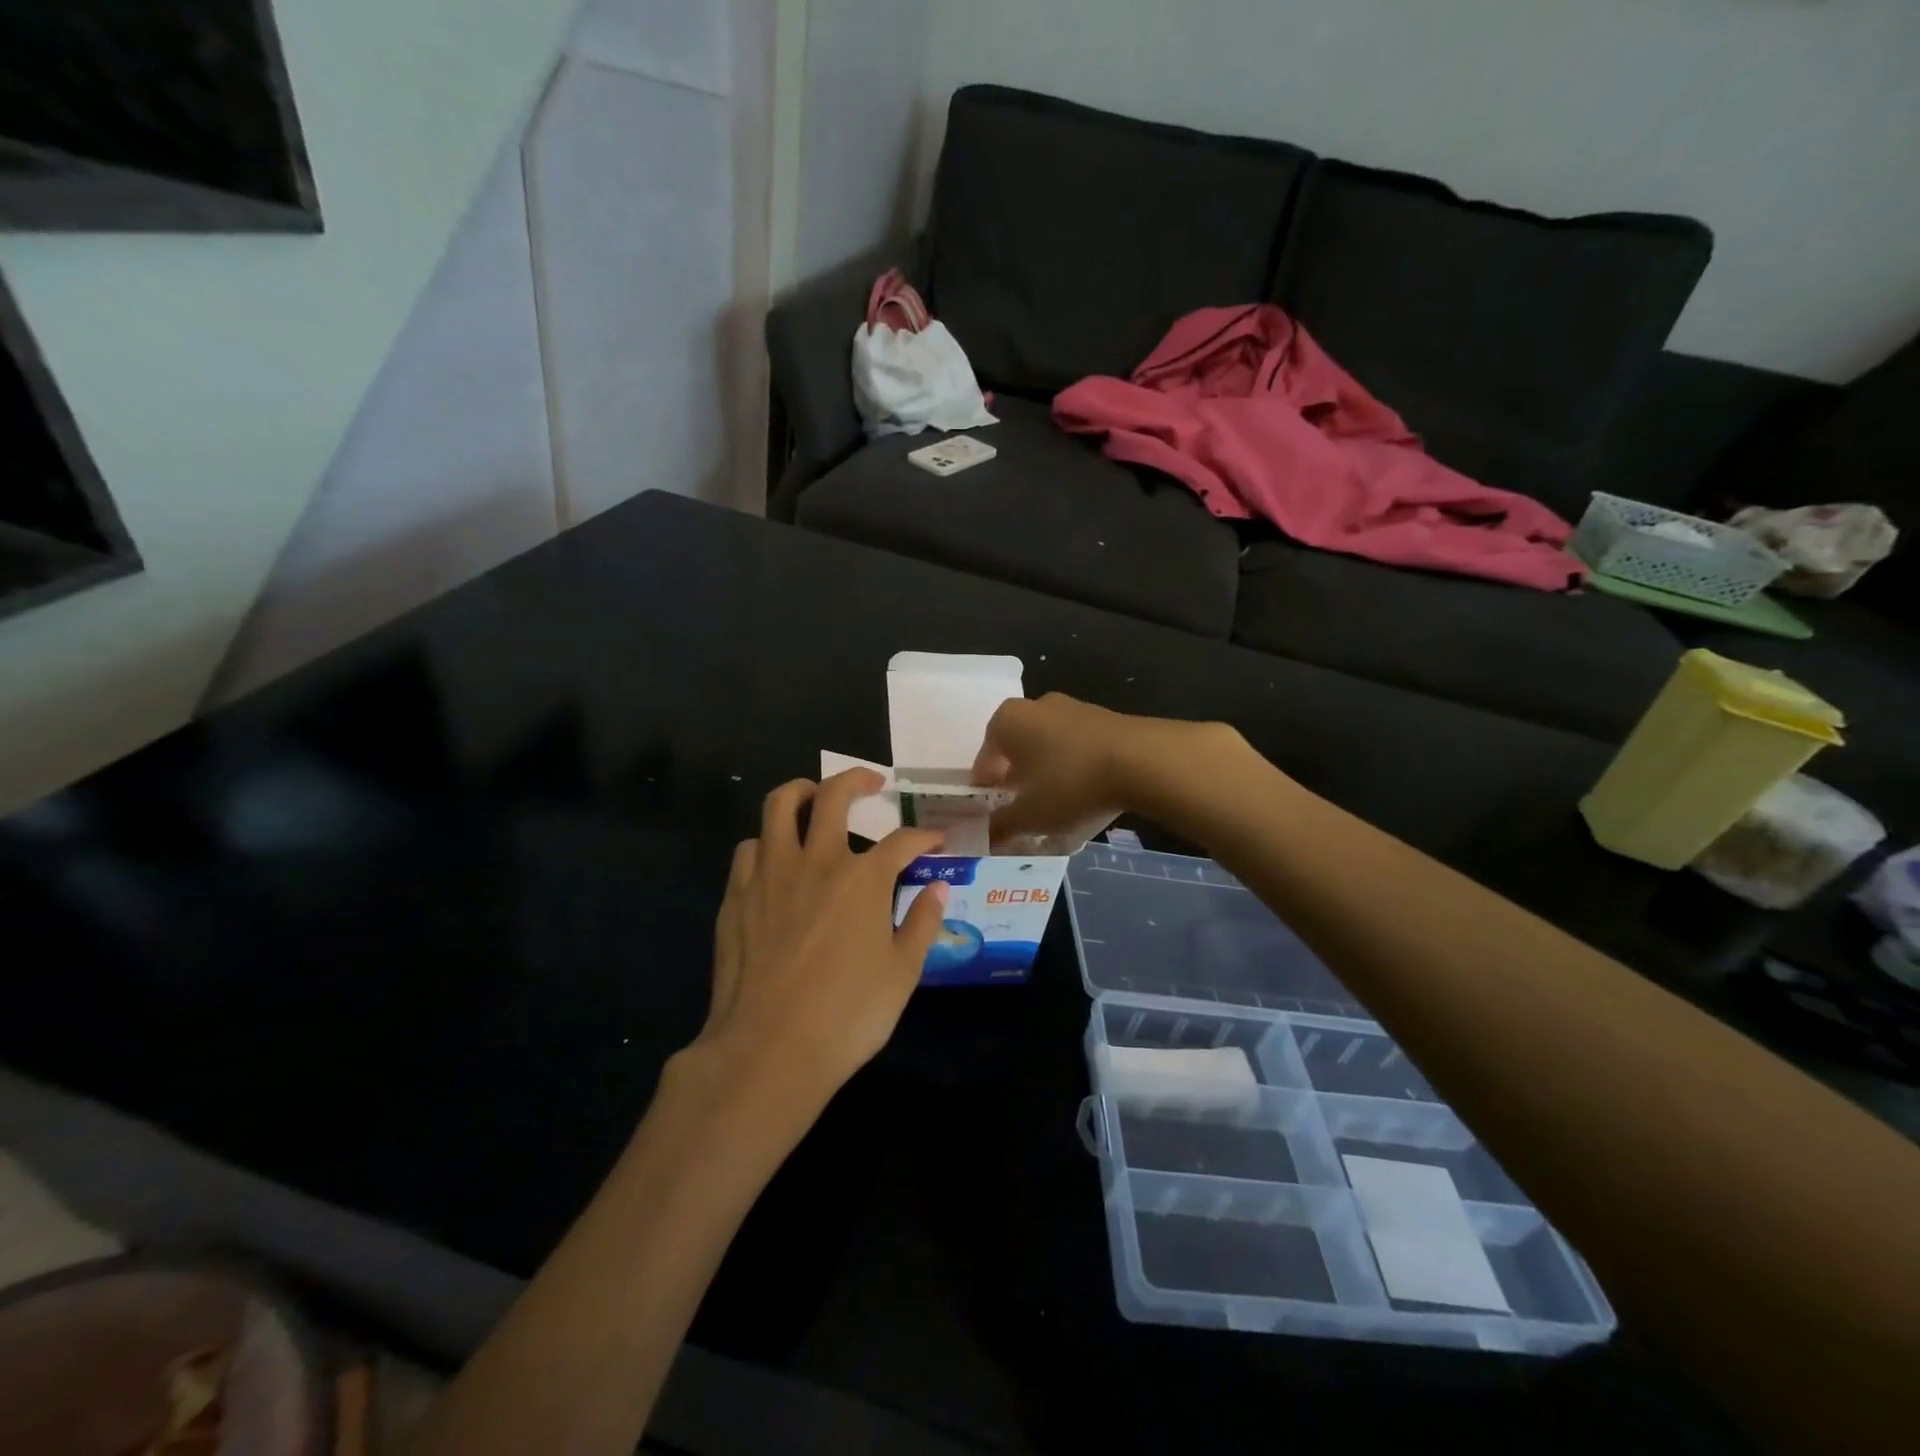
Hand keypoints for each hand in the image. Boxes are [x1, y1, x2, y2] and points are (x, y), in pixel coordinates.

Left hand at [692, 768, 946, 1105]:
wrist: (768, 1050)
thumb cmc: (847, 1015)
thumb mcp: (903, 973)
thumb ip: (923, 922)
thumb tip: (938, 888)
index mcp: (863, 879)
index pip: (903, 841)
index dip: (925, 837)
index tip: (936, 841)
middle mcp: (817, 862)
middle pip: (834, 795)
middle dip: (858, 778)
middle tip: (871, 782)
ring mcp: (770, 874)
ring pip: (779, 806)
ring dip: (801, 792)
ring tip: (813, 797)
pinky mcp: (737, 896)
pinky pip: (750, 848)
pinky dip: (767, 843)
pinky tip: (776, 860)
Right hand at [972, 693, 1229, 848]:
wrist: (1142, 761)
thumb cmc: (1070, 784)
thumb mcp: (1029, 816)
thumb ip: (1001, 826)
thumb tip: (983, 837)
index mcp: (1006, 722)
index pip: (984, 761)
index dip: (986, 792)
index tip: (994, 816)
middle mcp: (1035, 707)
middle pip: (1017, 750)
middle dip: (1017, 781)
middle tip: (1024, 811)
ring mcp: (1072, 708)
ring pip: (1049, 748)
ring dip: (1048, 774)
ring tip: (1058, 807)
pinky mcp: (1104, 718)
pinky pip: (1077, 747)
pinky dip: (1075, 769)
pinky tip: (1087, 794)